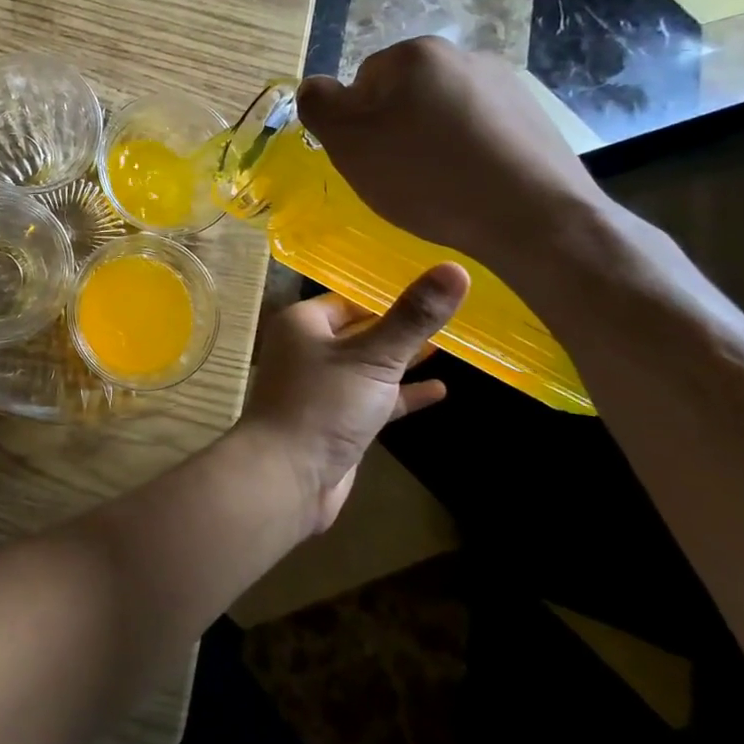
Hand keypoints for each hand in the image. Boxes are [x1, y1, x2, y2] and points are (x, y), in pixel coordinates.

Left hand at [240, 265, 467, 532]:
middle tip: (448, 314)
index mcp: (304, 323)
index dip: (388, 293)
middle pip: (361, 329)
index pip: (350, 298)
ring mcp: (323, 387)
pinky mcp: (337, 420)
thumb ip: (413, 316)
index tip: (431, 286)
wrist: (288, 476)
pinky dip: (402, 394)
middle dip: (399, 326)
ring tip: (449, 346)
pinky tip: (439, 390)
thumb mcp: (374, 356)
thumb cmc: (324, 404)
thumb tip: (455, 267)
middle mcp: (308, 349)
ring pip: (369, 365)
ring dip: (403, 359)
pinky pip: (374, 398)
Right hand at [297, 36, 607, 269]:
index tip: (372, 160)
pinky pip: (479, 131)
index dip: (358, 125)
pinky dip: (467, 153)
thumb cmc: (427, 177)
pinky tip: (472, 185)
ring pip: (441, 114)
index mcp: (415, 54)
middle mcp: (462, 55)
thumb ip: (318, 105)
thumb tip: (314, 87)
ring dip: (431, 142)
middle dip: (395, 131)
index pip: (361, 83)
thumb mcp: (349, 143)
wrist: (535, 218)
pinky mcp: (534, 118)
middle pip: (402, 96)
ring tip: (439, 185)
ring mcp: (505, 85)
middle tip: (400, 175)